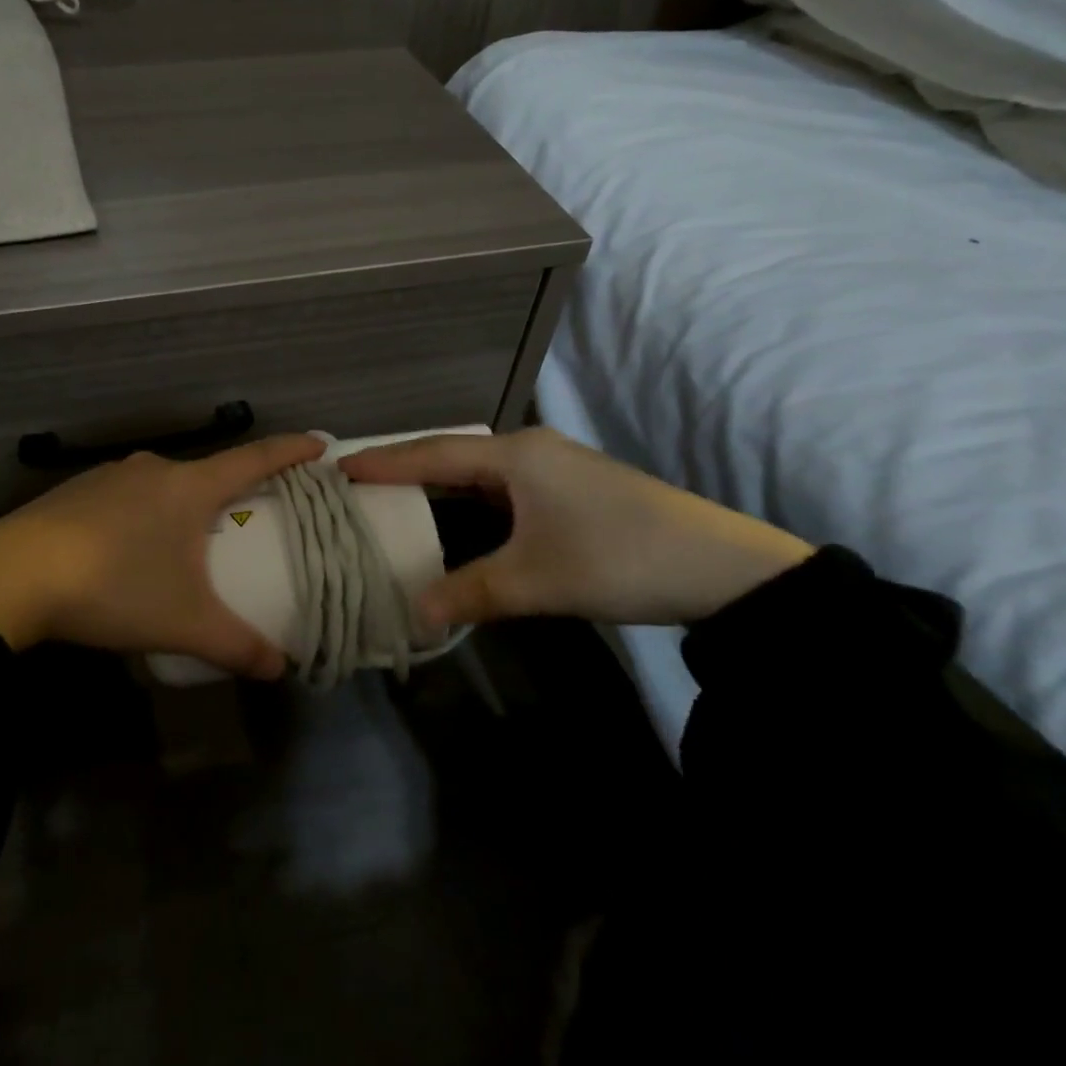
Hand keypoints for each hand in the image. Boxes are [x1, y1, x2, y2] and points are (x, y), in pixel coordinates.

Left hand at [0, 434, 325, 675]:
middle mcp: (154, 468)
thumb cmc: (115, 586)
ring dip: (181, 507)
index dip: (291, 450)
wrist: (13, 575)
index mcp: (189, 486)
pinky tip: (128, 549)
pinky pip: (127, 495)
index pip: (255, 458)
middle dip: (230, 493)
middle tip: (245, 521)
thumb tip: (282, 668)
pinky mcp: (77, 489)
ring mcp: (112, 474)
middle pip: (207, 473)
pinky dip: (142, 514)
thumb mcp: (183, 623)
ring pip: (164, 485)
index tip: (319, 443)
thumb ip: (237, 646)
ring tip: (182, 545)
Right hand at [341, 428, 811, 627]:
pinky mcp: (572, 489)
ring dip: (441, 486)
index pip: (435, 453)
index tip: (340, 467)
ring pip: (480, 472)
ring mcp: (555, 467)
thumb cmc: (618, 558)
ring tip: (397, 499)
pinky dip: (472, 501)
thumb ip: (471, 593)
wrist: (724, 567)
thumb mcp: (537, 580)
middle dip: (407, 469)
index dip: (386, 462)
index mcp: (516, 455)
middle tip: (361, 484)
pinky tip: (459, 518)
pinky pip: (504, 487)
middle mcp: (530, 450)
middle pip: (454, 455)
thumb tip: (415, 615)